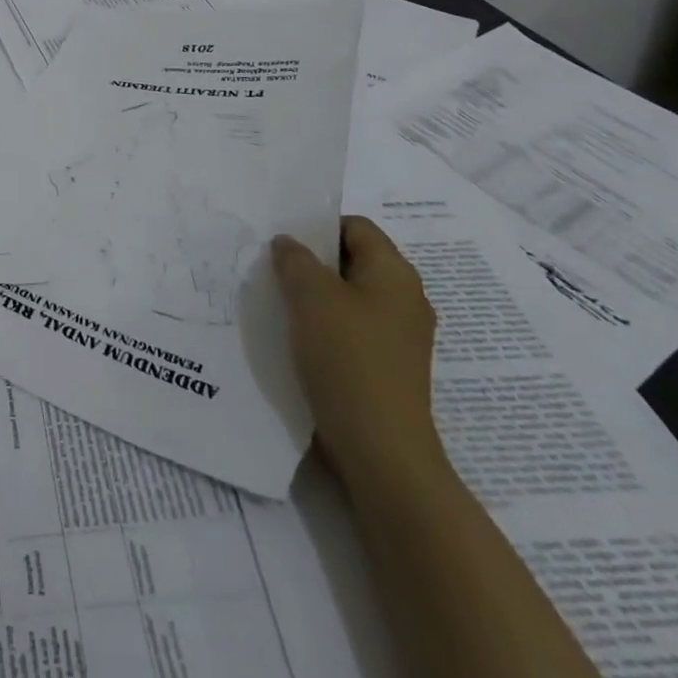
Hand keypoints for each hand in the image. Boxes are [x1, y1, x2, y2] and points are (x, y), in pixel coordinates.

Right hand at [271, 217, 446, 492]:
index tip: (283, 239)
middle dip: (312, 262)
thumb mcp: (311, 296)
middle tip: (272, 266)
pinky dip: (324, 328)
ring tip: (278, 302)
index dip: (318, 226)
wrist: (381, 451)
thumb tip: (288, 243)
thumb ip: (295, 259)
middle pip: (352, 262)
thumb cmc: (348, 358)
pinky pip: (351, 331)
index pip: (355, 227)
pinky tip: (296, 339)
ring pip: (348, 298)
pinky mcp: (387, 369)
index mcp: (395, 273)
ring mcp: (399, 338)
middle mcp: (404, 299)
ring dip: (314, 297)